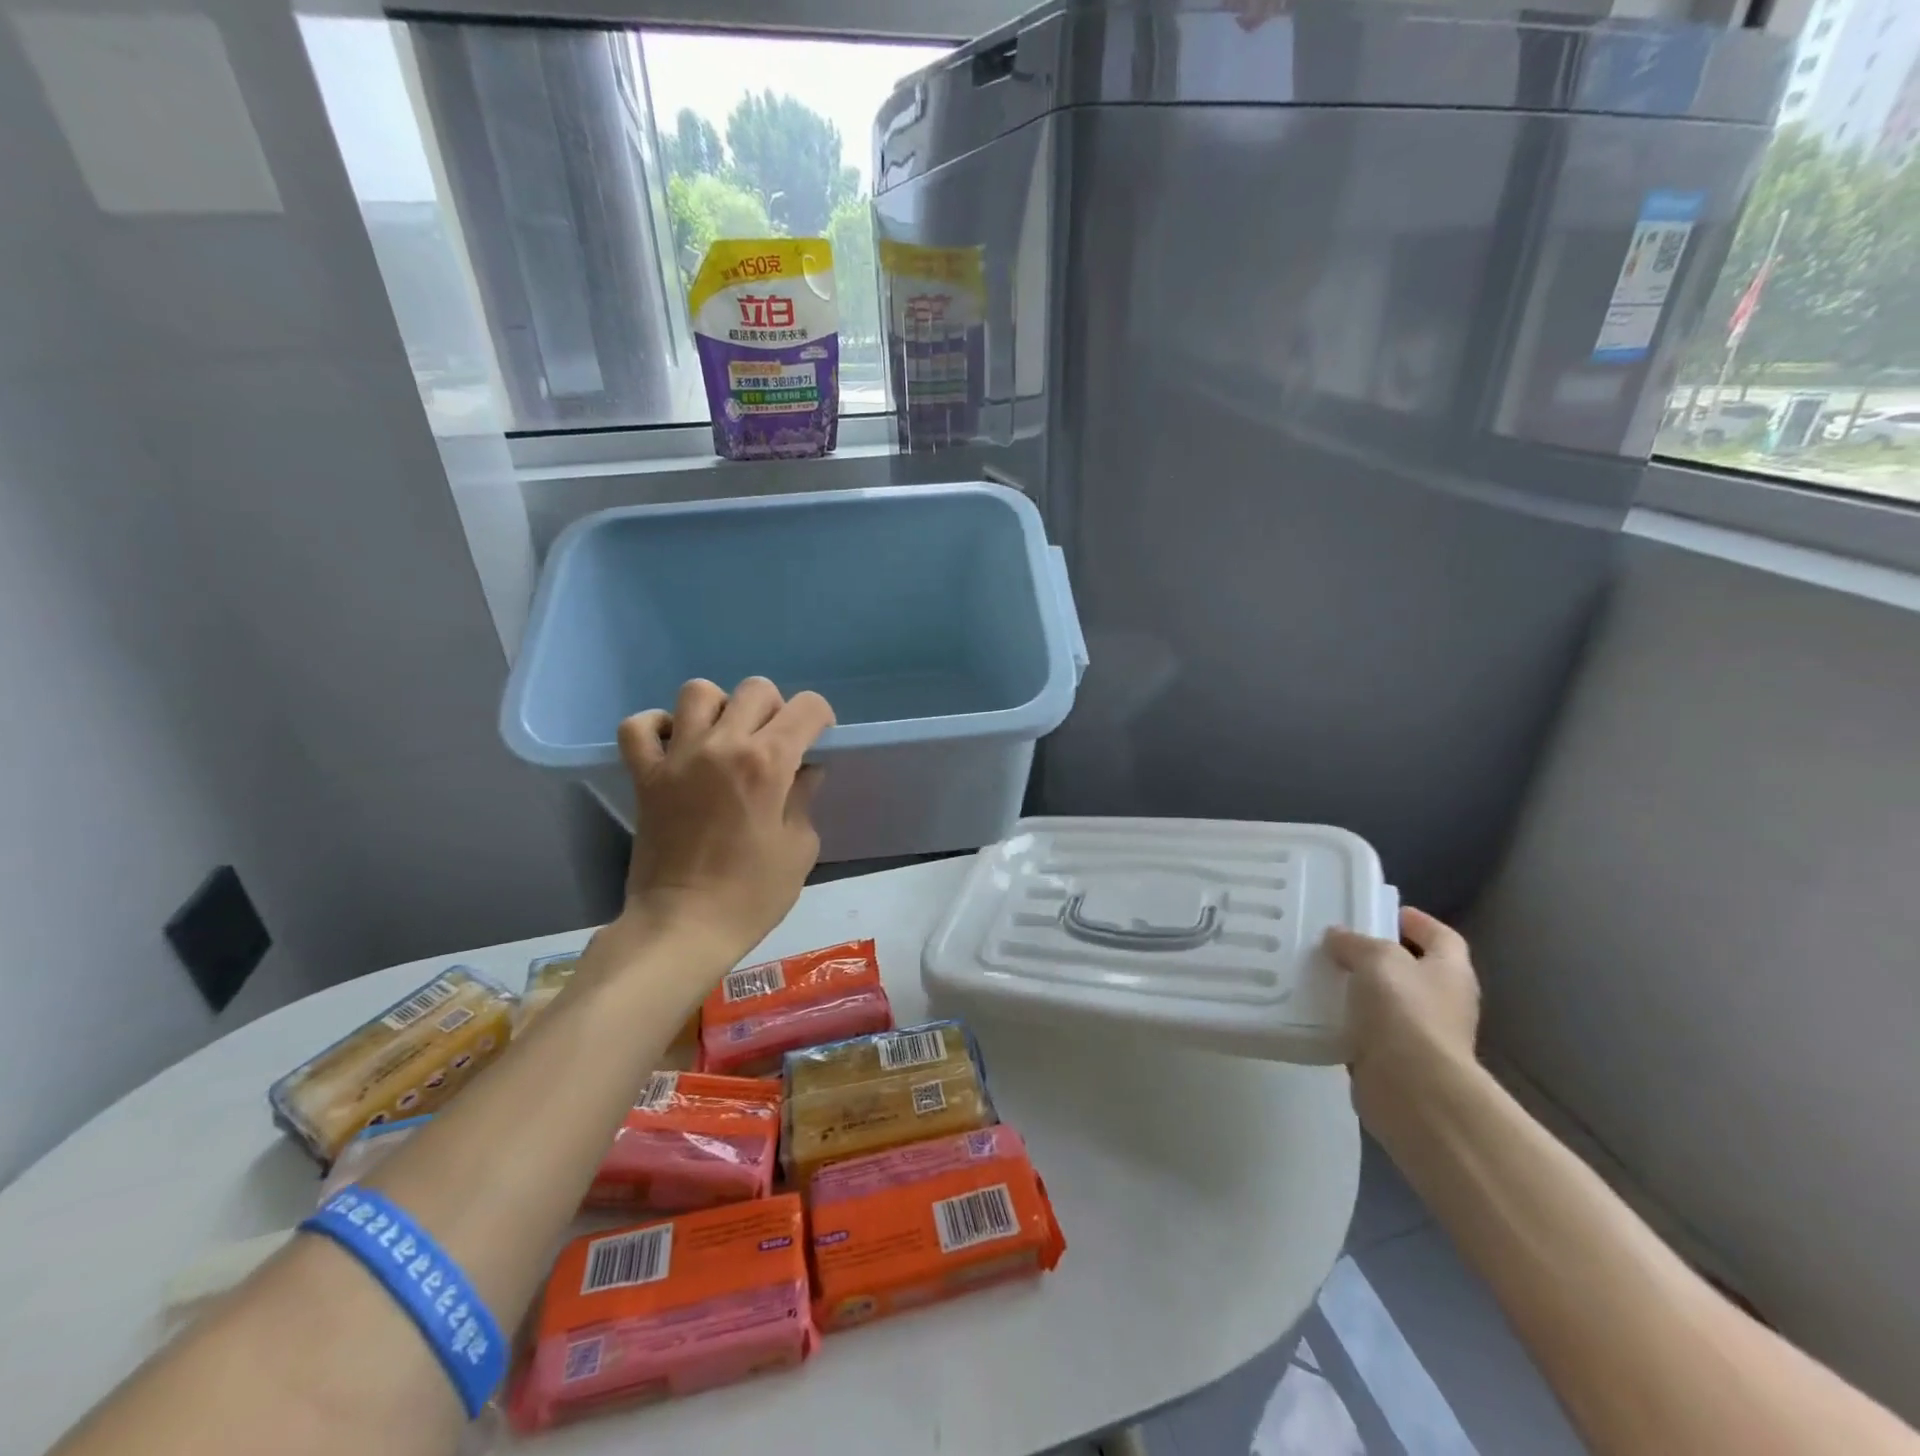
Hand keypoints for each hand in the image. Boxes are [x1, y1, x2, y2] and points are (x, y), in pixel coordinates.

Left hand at [616, 677, 834, 963]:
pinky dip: (657, 727)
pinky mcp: (645, 776)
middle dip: (775, 709)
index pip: (806, 707)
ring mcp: (678, 758)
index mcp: (768, 763)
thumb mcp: (799, 848)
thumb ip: (804, 800)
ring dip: (720, 708)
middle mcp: (723, 746)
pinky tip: (675, 746)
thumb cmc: (752, 894)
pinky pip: (639, 727)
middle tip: (774, 743)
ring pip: (698, 692)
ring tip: (724, 739)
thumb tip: (803, 773)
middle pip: (755, 689)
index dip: (820, 716)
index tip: (818, 738)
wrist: (683, 927)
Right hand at [1323, 907, 1480, 1122]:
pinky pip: (1367, 1031)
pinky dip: (1347, 1021)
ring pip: (1386, 1001)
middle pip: (1412, 969)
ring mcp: (1421, 1035)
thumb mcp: (1377, 960)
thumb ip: (1356, 943)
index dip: (1418, 922)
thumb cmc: (1405, 1012)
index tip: (1385, 911)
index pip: (1441, 937)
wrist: (1412, 1089)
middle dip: (1380, 956)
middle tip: (1340, 941)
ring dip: (1359, 990)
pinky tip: (1318, 1010)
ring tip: (1321, 972)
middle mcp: (1442, 1002)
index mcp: (1450, 972)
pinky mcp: (1394, 1061)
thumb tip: (1338, 936)